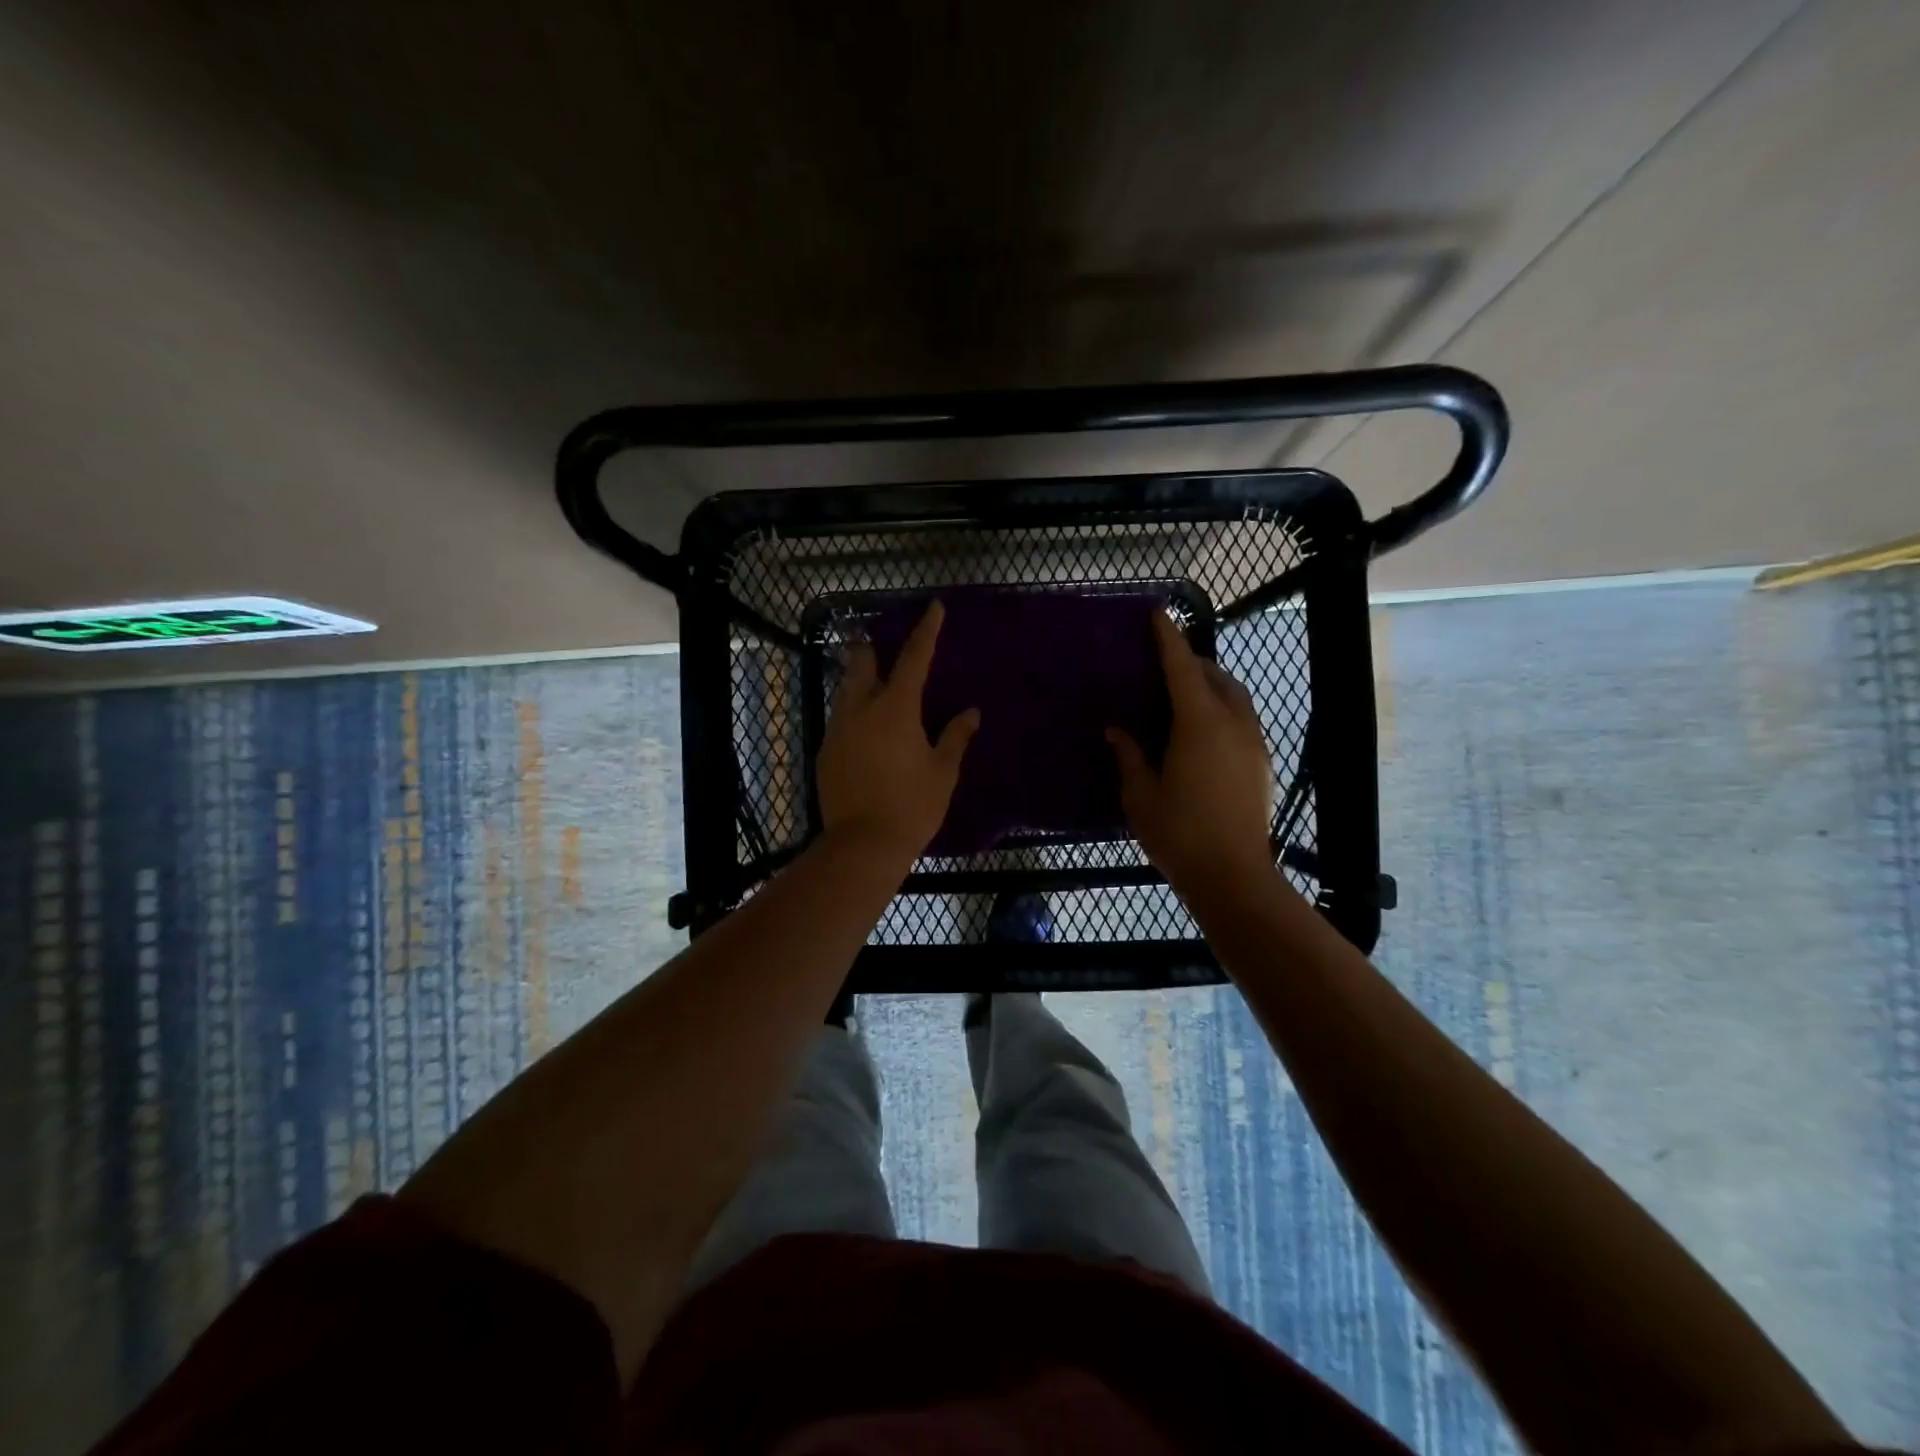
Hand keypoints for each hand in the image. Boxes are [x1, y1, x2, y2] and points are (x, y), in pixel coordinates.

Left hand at [818, 601, 980, 863]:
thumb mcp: (942, 772)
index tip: (934, 606)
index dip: (926, 630)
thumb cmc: (911, 806)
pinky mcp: (825, 751)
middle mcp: (861, 709)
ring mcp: (838, 729)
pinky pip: (840, 719)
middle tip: (887, 649)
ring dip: (861, 681)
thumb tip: (971, 713)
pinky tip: (865, 731)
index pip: (914, 657)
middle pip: (863, 663)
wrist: (862, 845)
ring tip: (878, 689)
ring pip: (846, 690)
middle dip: (874, 649)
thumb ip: (956, 737)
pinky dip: (854, 713)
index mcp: (896, 708)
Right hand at [1108, 613, 1274, 894]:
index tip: (1158, 614)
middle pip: (1215, 677)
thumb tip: (1117, 729)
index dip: (1168, 639)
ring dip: (1211, 686)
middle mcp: (1232, 723)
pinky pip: (1242, 720)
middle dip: (1191, 663)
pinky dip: (1223, 710)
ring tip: (1184, 697)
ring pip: (1235, 697)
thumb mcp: (1140, 794)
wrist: (1233, 876)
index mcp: (1199, 723)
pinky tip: (1203, 733)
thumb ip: (1129, 755)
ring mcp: (1253, 743)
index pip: (1182, 668)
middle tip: (1164, 666)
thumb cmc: (1179, 832)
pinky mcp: (1261, 763)